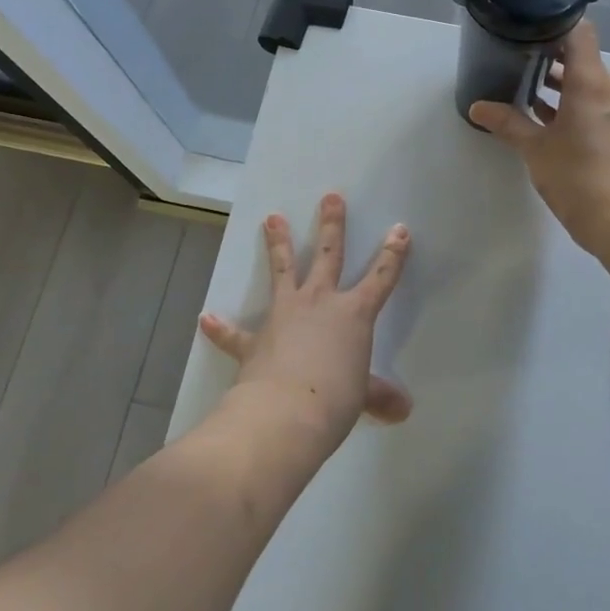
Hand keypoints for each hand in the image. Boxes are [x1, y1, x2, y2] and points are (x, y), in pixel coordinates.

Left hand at [198, 194, 412, 446]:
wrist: (285, 413)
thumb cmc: (334, 400)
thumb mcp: (362, 397)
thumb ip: (379, 395)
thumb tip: (403, 410)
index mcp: (353, 315)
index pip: (381, 278)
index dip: (393, 254)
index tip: (399, 229)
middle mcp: (319, 303)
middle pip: (328, 255)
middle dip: (332, 224)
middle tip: (330, 196)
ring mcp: (284, 315)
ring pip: (282, 271)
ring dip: (277, 244)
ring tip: (272, 218)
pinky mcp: (255, 339)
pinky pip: (235, 332)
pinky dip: (221, 327)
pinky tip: (206, 318)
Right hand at [468, 23, 609, 256]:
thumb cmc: (578, 176)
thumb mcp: (536, 149)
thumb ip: (508, 123)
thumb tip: (477, 107)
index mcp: (592, 82)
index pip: (579, 33)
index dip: (554, 23)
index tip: (526, 24)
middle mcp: (609, 89)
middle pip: (581, 57)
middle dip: (548, 55)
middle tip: (513, 54)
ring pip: (585, 83)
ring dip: (558, 83)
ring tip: (521, 83)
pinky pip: (591, 103)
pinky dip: (569, 103)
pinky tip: (541, 116)